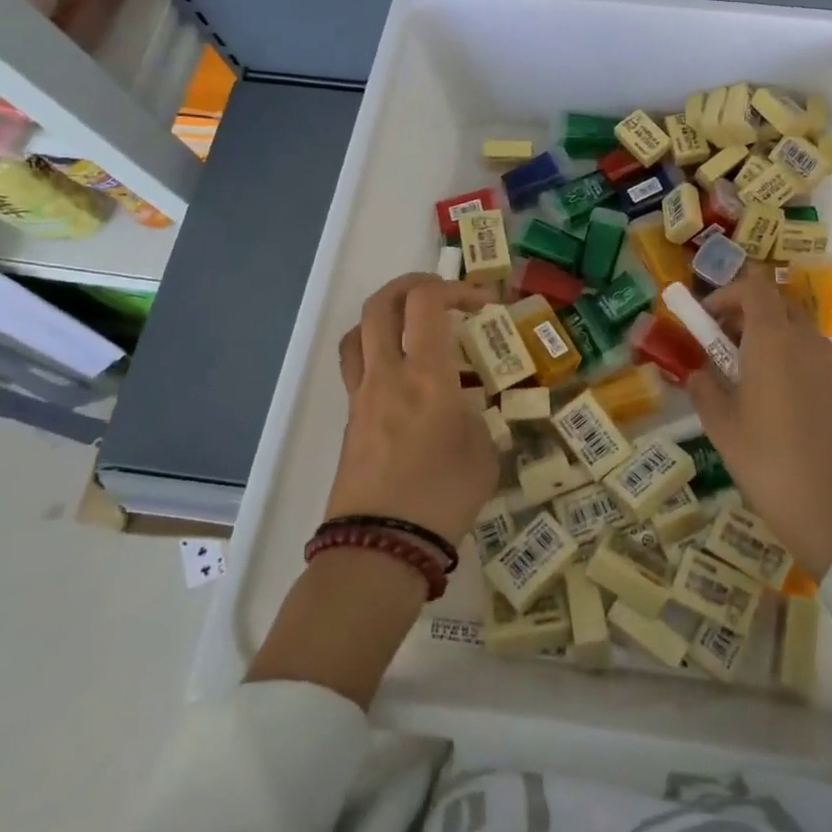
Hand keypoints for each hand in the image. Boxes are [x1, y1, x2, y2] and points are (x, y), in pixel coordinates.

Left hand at [327, 272, 499, 545]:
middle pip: (382, 303)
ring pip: (360, 329)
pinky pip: (357, 364)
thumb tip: (462, 410)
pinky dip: (378, 351)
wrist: (380, 547)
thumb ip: (474, 418)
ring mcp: (363, 394)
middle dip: (412, 285)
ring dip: (387, 314)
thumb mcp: (482, 454)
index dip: (455, 289)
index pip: (426, 303)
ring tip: (413, 328)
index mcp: (428, 376)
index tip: (481, 305)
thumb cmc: (442, 499)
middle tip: (441, 295)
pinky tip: (403, 376)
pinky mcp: (350, 417)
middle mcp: (389, 374)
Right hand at [684, 272, 831, 576]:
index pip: (754, 287)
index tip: (705, 319)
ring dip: (765, 336)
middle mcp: (805, 340)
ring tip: (738, 375)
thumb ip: (704, 389)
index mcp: (773, 339)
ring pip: (794, 329)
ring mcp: (829, 364)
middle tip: (718, 344)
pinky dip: (784, 358)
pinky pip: (807, 355)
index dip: (726, 294)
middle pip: (776, 304)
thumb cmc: (769, 460)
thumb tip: (698, 373)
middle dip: (744, 313)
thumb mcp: (721, 426)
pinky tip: (767, 398)